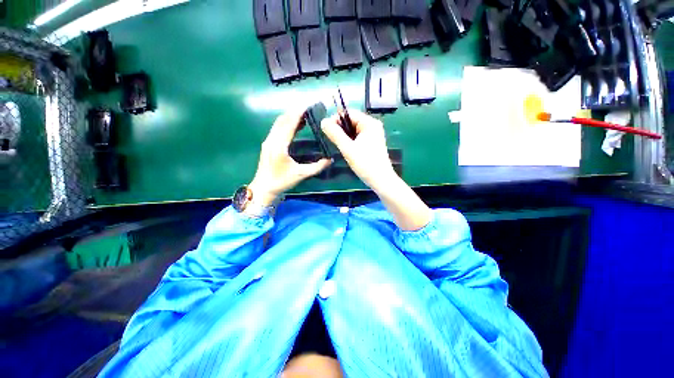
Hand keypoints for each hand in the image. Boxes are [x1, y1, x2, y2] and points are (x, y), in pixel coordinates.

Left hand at [249, 110, 331, 205]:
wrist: (264, 188)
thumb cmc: (282, 181)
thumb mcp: (301, 175)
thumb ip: (317, 167)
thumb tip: (330, 160)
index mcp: (279, 145)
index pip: (289, 123)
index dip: (299, 113)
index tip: (309, 105)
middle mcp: (272, 140)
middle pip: (283, 119)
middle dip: (296, 112)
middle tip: (310, 108)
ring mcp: (268, 141)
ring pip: (279, 123)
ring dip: (291, 117)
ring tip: (305, 114)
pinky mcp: (268, 144)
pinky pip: (278, 128)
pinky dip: (287, 123)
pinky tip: (297, 125)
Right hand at [320, 109, 395, 189]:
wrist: (381, 180)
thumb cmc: (365, 164)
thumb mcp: (348, 148)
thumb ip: (335, 134)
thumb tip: (323, 121)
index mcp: (369, 123)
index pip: (348, 113)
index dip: (335, 119)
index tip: (326, 130)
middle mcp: (373, 126)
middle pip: (351, 121)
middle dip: (340, 128)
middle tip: (331, 139)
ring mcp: (374, 134)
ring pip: (354, 130)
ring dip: (344, 135)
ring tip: (338, 145)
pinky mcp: (372, 143)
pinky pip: (358, 137)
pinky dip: (350, 140)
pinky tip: (346, 149)